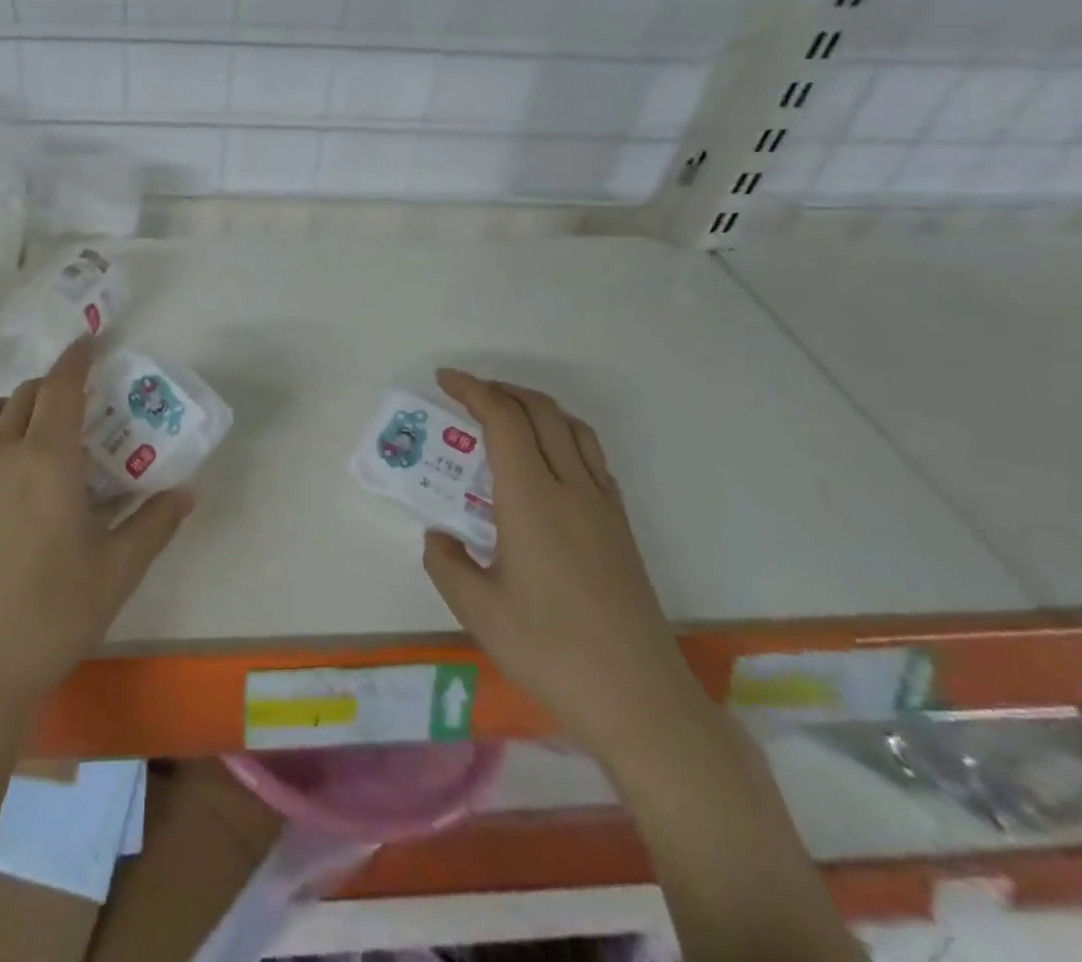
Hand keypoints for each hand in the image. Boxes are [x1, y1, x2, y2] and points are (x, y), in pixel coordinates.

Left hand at [0, 340, 192, 707]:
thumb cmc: (51, 616)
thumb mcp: (118, 571)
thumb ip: (155, 523)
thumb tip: (187, 491)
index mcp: (48, 459)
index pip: (61, 385)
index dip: (77, 357)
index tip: (91, 341)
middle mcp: (1, 451)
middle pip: (26, 393)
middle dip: (54, 387)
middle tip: (79, 408)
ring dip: (15, 406)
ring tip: (36, 432)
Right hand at [423, 371, 703, 758]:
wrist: (640, 701)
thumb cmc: (550, 651)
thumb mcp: (476, 610)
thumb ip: (446, 563)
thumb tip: (441, 536)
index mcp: (531, 499)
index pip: (503, 419)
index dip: (472, 390)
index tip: (444, 380)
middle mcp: (571, 488)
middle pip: (541, 411)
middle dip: (502, 390)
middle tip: (468, 394)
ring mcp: (603, 506)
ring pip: (573, 428)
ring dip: (536, 408)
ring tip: (506, 416)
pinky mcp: (621, 528)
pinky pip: (591, 457)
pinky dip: (562, 436)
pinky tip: (546, 464)